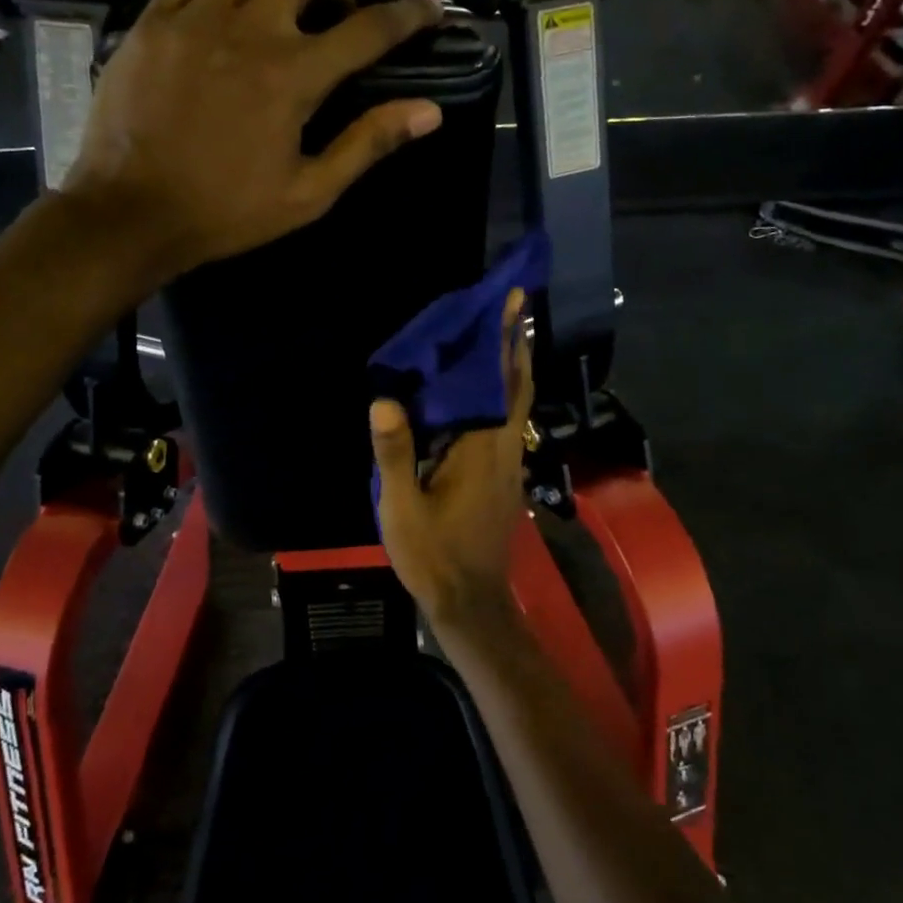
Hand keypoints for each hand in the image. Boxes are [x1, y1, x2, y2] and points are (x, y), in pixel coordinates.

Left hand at [62, 0, 444, 285]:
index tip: (429, 9)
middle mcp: (250, 28)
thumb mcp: (308, 193)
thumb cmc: (227, 212)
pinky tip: (224, 5)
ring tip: (282, 1)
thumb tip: (429, 112)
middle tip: (336, 9)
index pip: (368, 29)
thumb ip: (368, 144)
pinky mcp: (153, 19)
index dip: (408, 16)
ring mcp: (196, 16)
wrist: (133, 212)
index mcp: (294, 75)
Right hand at [370, 289, 534, 623]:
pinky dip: (504, 395)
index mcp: (481, 450)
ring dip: (513, 367)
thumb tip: (385, 400)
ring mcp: (509, 465)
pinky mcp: (505, 478)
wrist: (470, 601)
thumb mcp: (402, 508)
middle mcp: (504, 449)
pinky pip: (508, 423)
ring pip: (517, 405)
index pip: (498, 383)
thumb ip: (394, 454)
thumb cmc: (433, 554)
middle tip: (514, 305)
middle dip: (517, 344)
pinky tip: (485, 392)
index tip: (513, 301)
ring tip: (502, 334)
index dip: (506, 340)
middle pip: (518, 386)